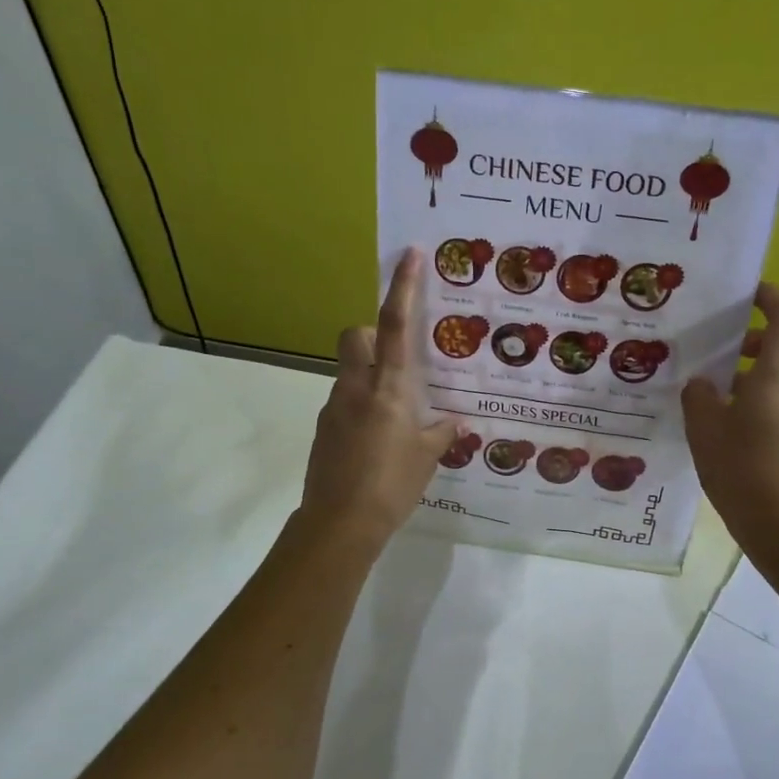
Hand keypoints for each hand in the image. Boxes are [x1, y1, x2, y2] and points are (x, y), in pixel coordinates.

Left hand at [300, 248, 457, 554]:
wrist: (340, 523)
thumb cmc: (391, 485)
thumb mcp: (426, 458)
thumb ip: (440, 432)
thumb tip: (454, 421)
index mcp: (389, 388)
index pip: (396, 325)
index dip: (402, 287)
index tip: (409, 255)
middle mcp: (356, 388)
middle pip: (355, 336)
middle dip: (372, 334)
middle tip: (397, 359)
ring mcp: (335, 407)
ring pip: (349, 370)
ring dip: (369, 376)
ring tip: (395, 413)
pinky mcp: (324, 429)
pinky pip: (344, 401)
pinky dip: (360, 406)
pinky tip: (377, 440)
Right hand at [683, 283, 778, 556]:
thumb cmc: (742, 469)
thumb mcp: (705, 429)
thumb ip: (700, 396)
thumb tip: (702, 384)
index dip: (771, 297)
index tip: (747, 292)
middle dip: (753, 339)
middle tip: (716, 346)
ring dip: (754, 371)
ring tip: (714, 388)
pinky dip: (760, 396)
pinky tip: (728, 422)